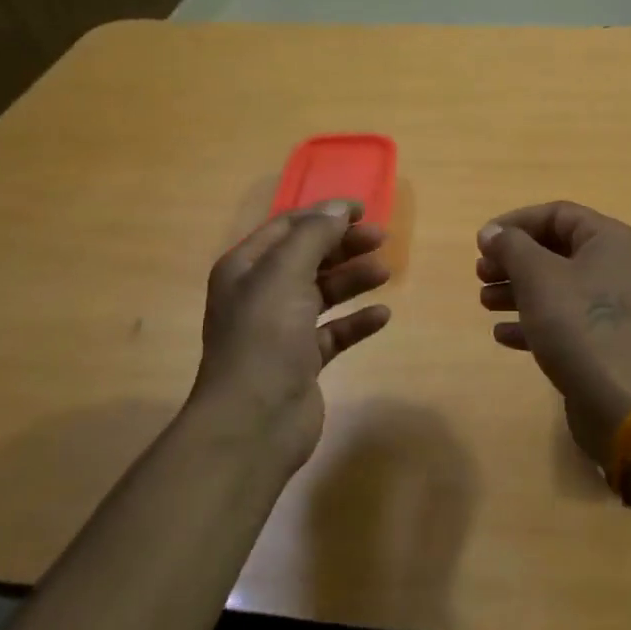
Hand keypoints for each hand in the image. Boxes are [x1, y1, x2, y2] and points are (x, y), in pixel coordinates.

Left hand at [192, 201, 391, 467]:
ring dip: (352, 279)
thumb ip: (314, 235)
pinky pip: (333, 332)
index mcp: (246, 268)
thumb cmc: (265, 337)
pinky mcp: (301, 362)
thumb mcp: (285, 274)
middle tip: (382, 239)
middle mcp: (260, 295)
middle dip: (343, 245)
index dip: (324, 215)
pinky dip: (356, 321)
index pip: (287, 228)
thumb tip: (340, 207)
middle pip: (308, 258)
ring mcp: (280, 330)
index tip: (364, 210)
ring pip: (322, 293)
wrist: (253, 422)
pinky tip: (382, 315)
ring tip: (384, 273)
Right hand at [476, 202, 630, 462]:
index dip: (516, 222)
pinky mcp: (604, 339)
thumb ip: (511, 246)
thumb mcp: (537, 276)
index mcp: (610, 240)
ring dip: (517, 290)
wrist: (618, 400)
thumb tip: (492, 231)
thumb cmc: (577, 324)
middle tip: (481, 273)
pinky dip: (533, 321)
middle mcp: (616, 266)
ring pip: (557, 286)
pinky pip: (564, 319)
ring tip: (485, 302)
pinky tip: (503, 334)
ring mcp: (612, 306)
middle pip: (556, 250)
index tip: (482, 241)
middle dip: (514, 259)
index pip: (558, 214)